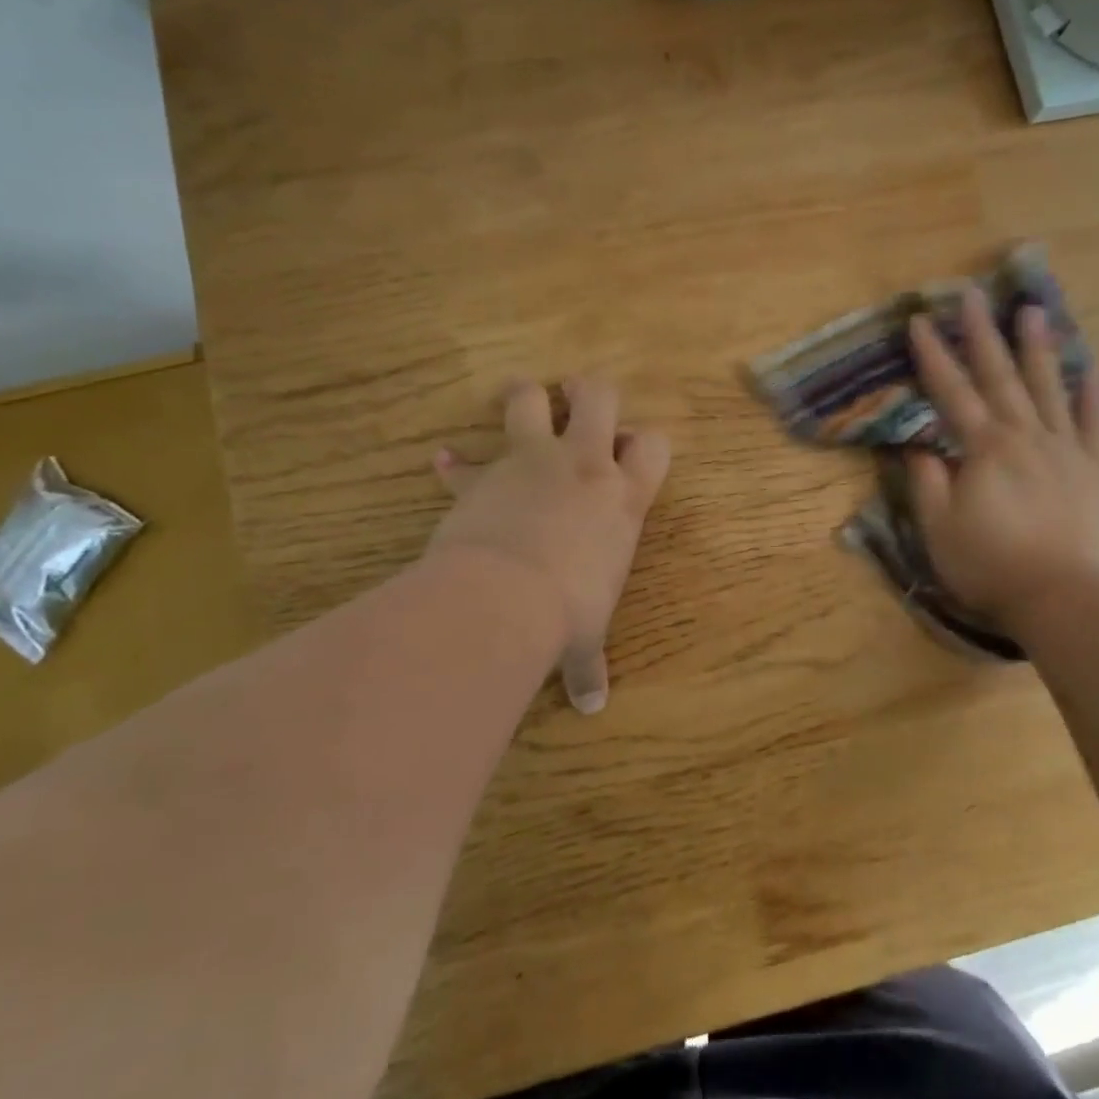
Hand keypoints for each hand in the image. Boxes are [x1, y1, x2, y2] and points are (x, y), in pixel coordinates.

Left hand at [427, 376, 670, 713]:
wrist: (504, 598)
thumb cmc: (565, 614)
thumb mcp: (583, 639)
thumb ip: (589, 666)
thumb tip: (593, 707)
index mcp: (623, 499)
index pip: (656, 446)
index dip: (646, 443)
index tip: (631, 452)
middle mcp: (584, 467)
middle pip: (600, 395)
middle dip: (590, 392)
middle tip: (577, 397)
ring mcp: (532, 463)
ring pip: (530, 400)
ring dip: (525, 397)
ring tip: (520, 402)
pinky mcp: (484, 475)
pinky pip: (464, 461)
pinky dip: (455, 465)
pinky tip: (442, 464)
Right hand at [905, 285, 1098, 633]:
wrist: (1062, 596)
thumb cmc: (989, 564)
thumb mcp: (939, 527)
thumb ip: (927, 482)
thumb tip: (920, 448)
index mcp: (984, 448)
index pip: (952, 391)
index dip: (933, 355)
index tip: (920, 320)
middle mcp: (1025, 435)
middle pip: (1000, 375)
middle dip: (982, 333)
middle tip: (973, 294)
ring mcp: (1063, 449)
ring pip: (1049, 387)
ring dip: (1038, 347)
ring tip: (1033, 310)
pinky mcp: (1091, 470)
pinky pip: (1092, 423)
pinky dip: (1091, 394)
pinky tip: (1090, 369)